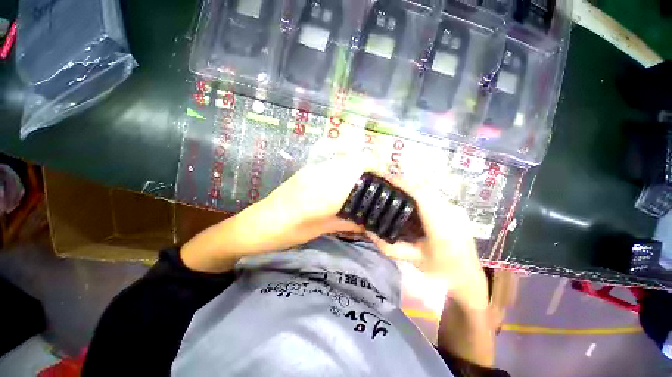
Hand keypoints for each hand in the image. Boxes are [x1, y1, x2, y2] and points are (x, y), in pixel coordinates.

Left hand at [260, 152, 377, 242]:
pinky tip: (344, 186)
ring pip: (343, 159)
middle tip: (376, 186)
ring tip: (362, 186)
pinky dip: (344, 171)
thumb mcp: (323, 229)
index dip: (376, 166)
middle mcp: (322, 172)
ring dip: (356, 169)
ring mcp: (312, 169)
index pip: (359, 163)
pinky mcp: (307, 171)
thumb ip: (349, 222)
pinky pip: (333, 165)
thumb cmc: (290, 232)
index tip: (385, 180)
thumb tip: (370, 221)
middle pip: (353, 157)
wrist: (258, 224)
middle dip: (369, 167)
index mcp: (328, 188)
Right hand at [368, 174, 487, 309]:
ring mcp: (456, 209)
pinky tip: (410, 201)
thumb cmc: (440, 271)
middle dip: (404, 183)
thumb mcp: (410, 260)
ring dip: (411, 188)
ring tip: (395, 190)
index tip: (387, 178)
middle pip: (425, 189)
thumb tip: (368, 230)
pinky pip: (434, 196)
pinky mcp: (456, 209)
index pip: (421, 196)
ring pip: (430, 191)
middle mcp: (452, 213)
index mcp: (441, 228)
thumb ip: (386, 246)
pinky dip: (419, 195)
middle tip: (387, 183)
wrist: (468, 277)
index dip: (403, 184)